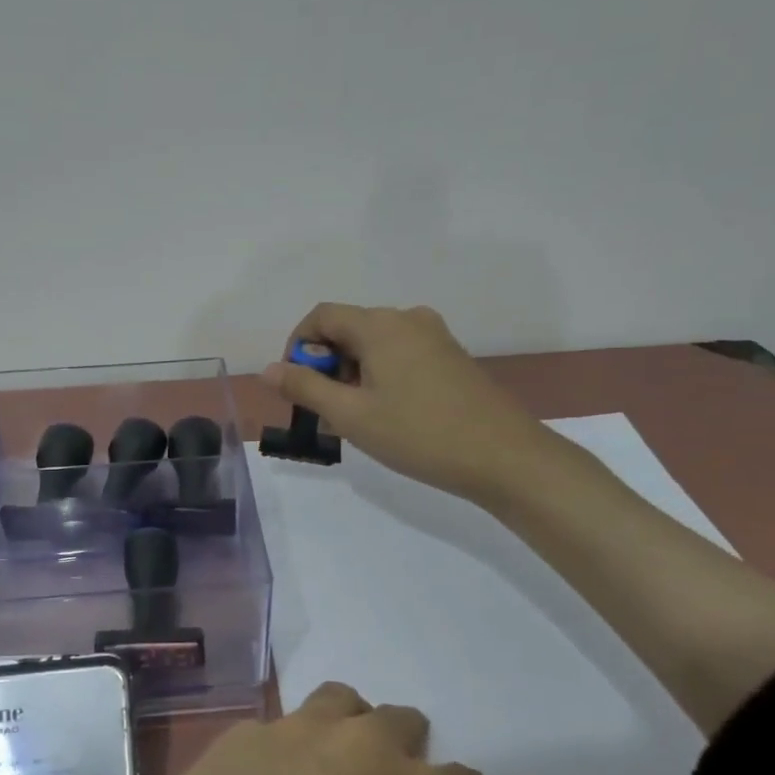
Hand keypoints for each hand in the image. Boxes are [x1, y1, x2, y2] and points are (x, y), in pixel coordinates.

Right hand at [262, 302, 549, 500]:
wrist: (505, 457)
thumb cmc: (419, 434)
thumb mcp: (351, 415)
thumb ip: (305, 388)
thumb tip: (269, 369)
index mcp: (380, 325)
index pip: (322, 316)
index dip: (298, 346)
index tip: (296, 387)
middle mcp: (407, 319)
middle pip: (348, 329)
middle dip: (326, 366)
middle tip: (325, 412)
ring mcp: (434, 337)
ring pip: (374, 345)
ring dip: (352, 375)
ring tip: (355, 420)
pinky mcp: (451, 357)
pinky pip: (400, 356)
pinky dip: (380, 377)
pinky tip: (387, 416)